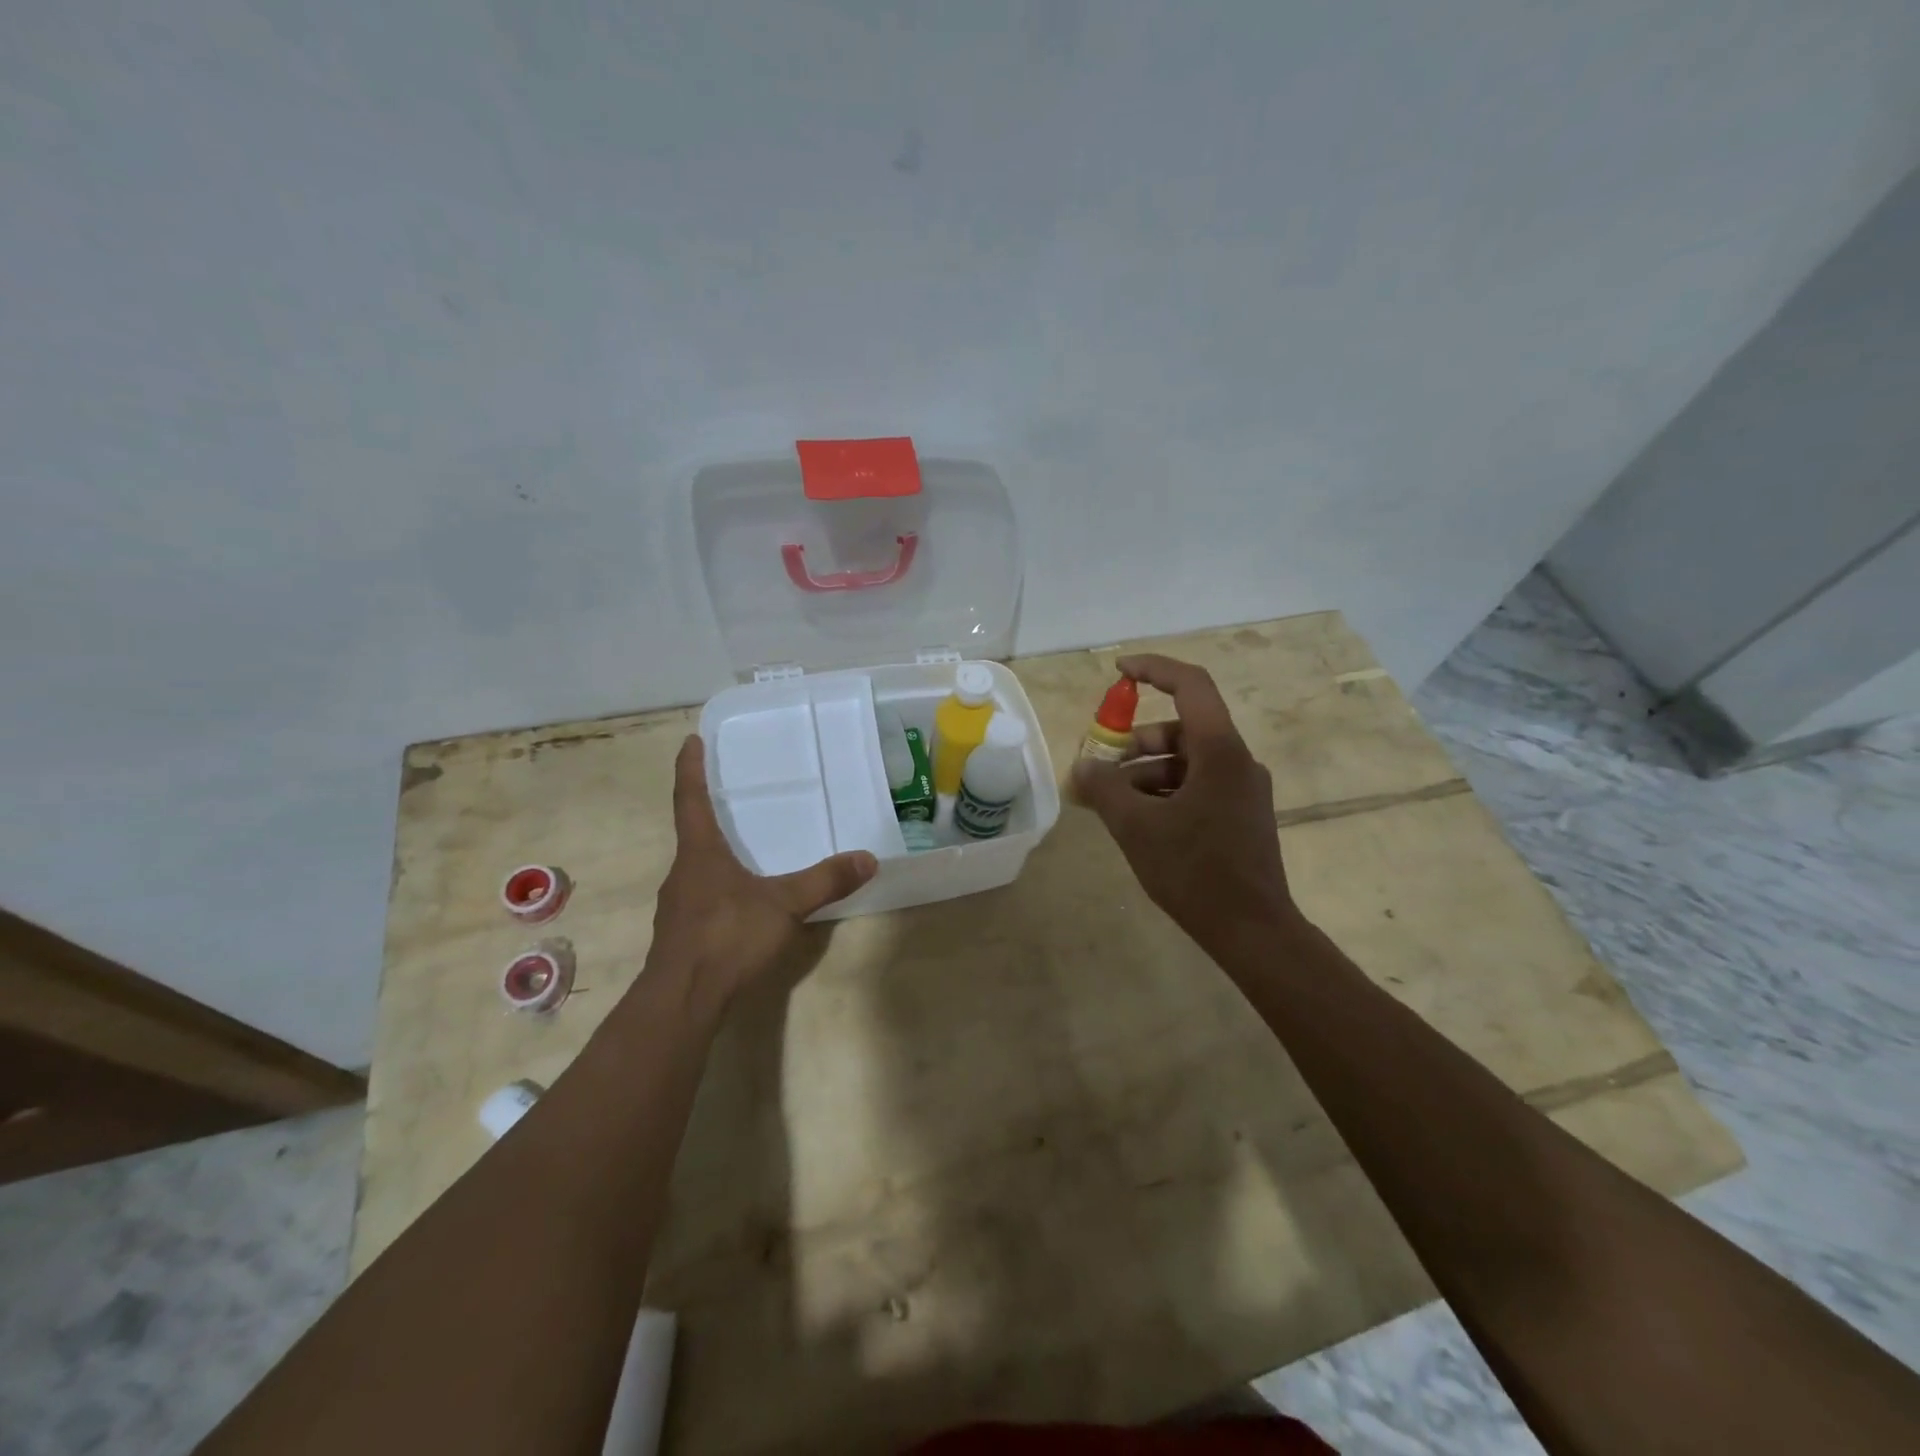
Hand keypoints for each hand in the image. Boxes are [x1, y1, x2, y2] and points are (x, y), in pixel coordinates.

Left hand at [647, 735, 877, 1009]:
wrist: (682, 1001)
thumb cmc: (727, 937)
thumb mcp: (784, 905)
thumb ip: (825, 881)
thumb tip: (868, 858)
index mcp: (700, 853)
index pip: (691, 799)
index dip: (690, 769)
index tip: (690, 741)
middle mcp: (683, 873)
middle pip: (693, 833)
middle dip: (708, 811)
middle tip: (730, 794)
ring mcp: (678, 906)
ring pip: (697, 868)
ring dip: (714, 853)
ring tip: (742, 848)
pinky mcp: (682, 935)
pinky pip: (702, 897)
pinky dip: (719, 887)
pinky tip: (741, 902)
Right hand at [1070, 655, 1301, 956]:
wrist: (1253, 930)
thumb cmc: (1195, 871)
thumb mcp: (1137, 827)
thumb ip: (1104, 789)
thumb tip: (1083, 768)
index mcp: (1221, 751)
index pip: (1191, 685)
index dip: (1154, 669)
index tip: (1119, 672)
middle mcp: (1238, 762)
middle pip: (1181, 730)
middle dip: (1135, 743)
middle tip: (1101, 767)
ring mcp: (1243, 790)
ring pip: (1186, 762)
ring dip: (1145, 773)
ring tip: (1112, 803)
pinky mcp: (1241, 816)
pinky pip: (1196, 787)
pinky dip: (1164, 793)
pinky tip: (1139, 822)